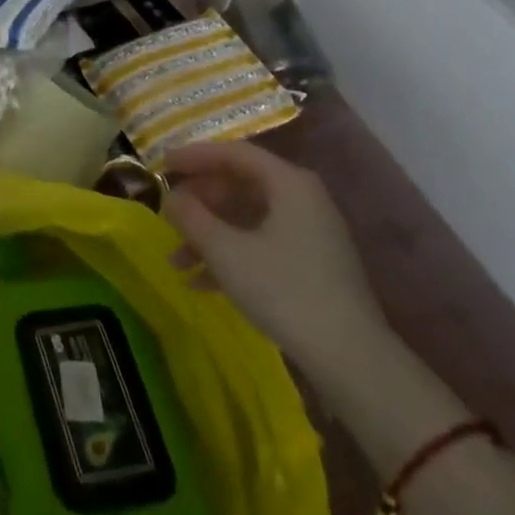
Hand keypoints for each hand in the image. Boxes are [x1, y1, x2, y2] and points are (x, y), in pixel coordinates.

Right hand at [161, 140, 388, 374]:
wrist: (352, 361)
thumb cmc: (284, 291)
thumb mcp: (226, 251)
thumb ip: (191, 217)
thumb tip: (170, 198)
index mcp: (289, 183)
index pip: (233, 153)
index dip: (194, 156)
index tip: (161, 165)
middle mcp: (303, 198)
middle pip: (240, 185)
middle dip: (199, 202)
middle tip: (168, 214)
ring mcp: (311, 233)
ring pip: (248, 218)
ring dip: (209, 234)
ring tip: (176, 260)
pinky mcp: (313, 265)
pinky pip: (262, 244)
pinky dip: (231, 255)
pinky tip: (201, 283)